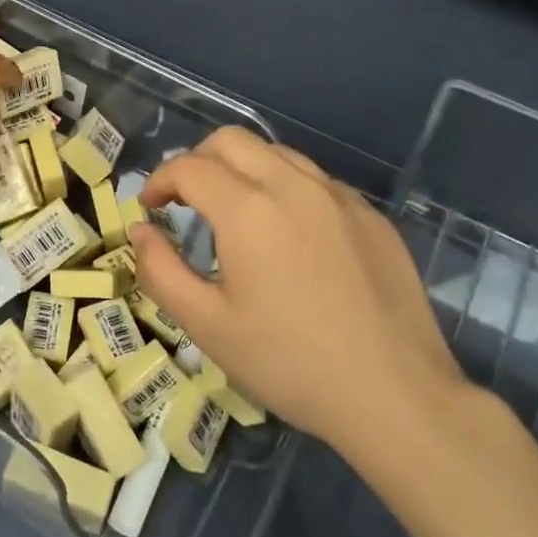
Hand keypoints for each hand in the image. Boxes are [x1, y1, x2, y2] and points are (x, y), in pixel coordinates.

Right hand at [129, 127, 467, 471]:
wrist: (397, 396)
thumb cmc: (289, 363)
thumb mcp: (207, 325)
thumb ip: (160, 270)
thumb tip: (140, 230)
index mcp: (248, 208)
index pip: (188, 167)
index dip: (159, 181)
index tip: (149, 207)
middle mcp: (293, 185)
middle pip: (231, 140)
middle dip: (197, 160)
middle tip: (184, 200)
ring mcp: (338, 196)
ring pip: (276, 153)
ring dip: (242, 168)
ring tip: (234, 211)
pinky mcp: (370, 215)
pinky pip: (315, 180)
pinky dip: (285, 188)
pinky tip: (289, 234)